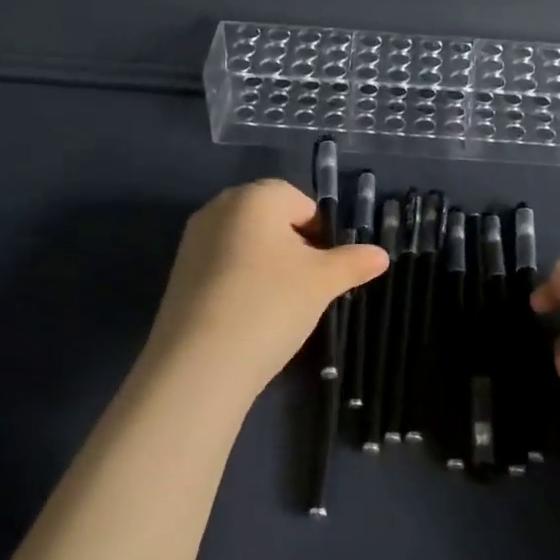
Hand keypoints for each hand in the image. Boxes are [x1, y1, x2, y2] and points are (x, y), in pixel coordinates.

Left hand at [140, 179, 388, 399]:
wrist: (200, 363)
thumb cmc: (271, 305)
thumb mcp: (322, 282)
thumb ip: (353, 262)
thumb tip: (381, 255)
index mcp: (255, 197)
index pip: (301, 202)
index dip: (321, 234)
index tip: (326, 270)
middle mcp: (219, 207)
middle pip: (271, 220)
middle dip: (294, 247)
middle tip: (307, 287)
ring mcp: (193, 240)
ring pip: (246, 244)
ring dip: (267, 266)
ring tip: (279, 306)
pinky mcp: (179, 273)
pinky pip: (222, 266)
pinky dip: (240, 282)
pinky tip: (249, 316)